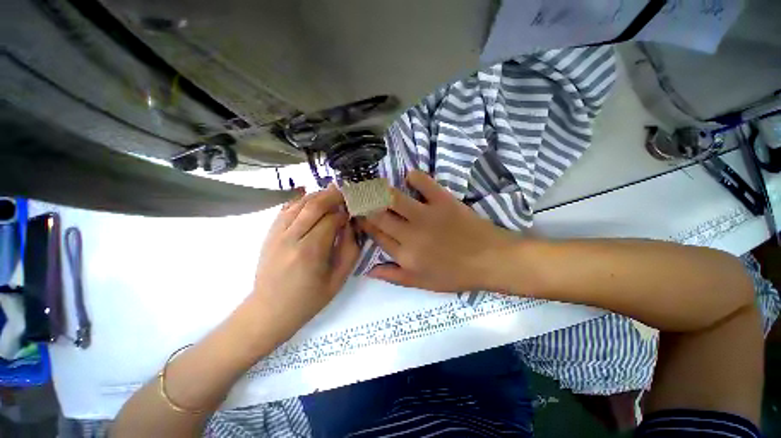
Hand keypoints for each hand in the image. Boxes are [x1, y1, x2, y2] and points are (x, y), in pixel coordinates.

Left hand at [248, 185, 359, 342]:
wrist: (269, 310)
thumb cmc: (309, 299)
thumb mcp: (338, 280)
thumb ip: (349, 250)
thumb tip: (351, 225)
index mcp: (310, 252)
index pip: (331, 220)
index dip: (344, 213)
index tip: (353, 212)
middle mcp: (291, 238)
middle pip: (314, 205)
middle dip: (333, 195)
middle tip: (346, 192)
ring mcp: (276, 234)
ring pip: (299, 203)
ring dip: (318, 195)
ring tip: (332, 193)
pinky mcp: (270, 233)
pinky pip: (285, 208)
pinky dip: (299, 198)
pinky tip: (310, 194)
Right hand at [359, 170, 519, 292]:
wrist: (490, 260)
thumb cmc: (455, 274)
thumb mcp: (422, 283)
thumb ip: (393, 276)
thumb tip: (368, 270)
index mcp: (404, 255)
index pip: (376, 235)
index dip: (363, 223)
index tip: (358, 213)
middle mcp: (410, 234)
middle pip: (378, 215)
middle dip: (364, 203)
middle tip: (358, 194)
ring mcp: (426, 216)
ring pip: (394, 198)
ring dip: (380, 189)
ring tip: (374, 184)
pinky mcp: (443, 201)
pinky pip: (424, 183)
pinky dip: (415, 177)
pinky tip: (409, 177)